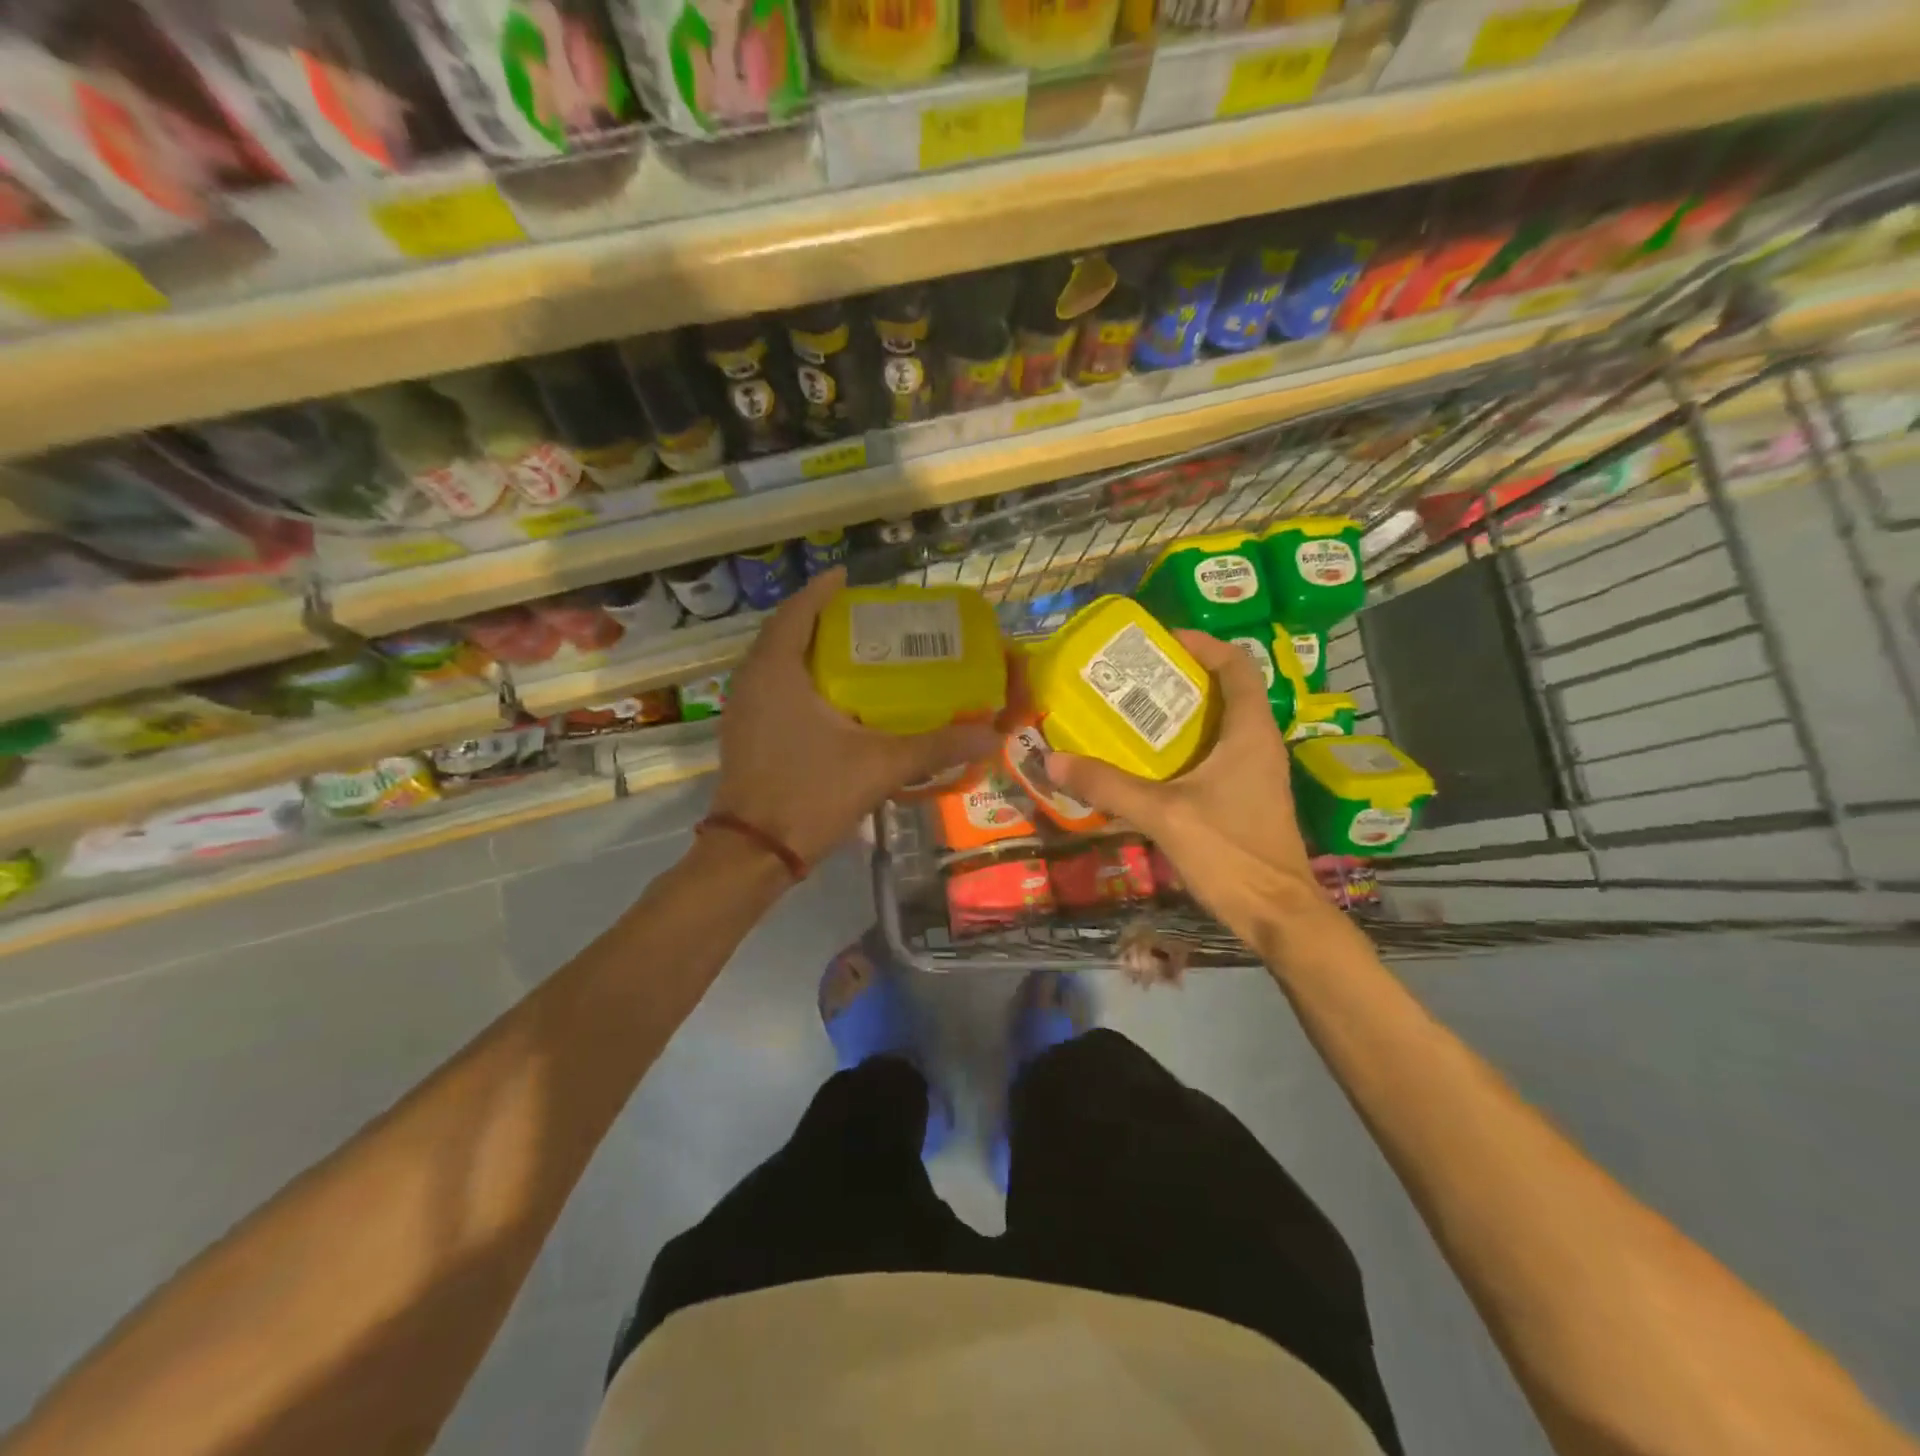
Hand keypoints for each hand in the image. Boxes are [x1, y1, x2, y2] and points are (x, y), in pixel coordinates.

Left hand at [713, 568, 999, 868]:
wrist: (754, 853)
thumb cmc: (811, 794)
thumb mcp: (880, 765)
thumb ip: (936, 746)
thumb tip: (991, 735)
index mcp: (777, 671)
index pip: (798, 611)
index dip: (823, 590)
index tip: (849, 578)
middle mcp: (752, 680)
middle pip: (787, 633)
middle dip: (822, 620)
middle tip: (864, 619)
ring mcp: (743, 709)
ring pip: (777, 663)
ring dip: (810, 650)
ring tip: (853, 651)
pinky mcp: (745, 733)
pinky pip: (773, 688)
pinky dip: (800, 679)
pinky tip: (833, 698)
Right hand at [1045, 631, 1326, 941]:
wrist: (1278, 916)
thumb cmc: (1231, 853)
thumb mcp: (1164, 815)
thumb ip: (1109, 786)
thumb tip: (1053, 760)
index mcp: (1250, 733)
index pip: (1237, 666)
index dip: (1204, 645)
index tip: (1163, 641)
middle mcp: (1258, 744)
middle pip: (1226, 692)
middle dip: (1181, 680)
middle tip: (1134, 679)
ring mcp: (1256, 774)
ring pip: (1220, 726)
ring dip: (1182, 716)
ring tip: (1134, 715)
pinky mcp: (1247, 799)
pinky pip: (1216, 756)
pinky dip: (1185, 749)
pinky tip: (1149, 765)